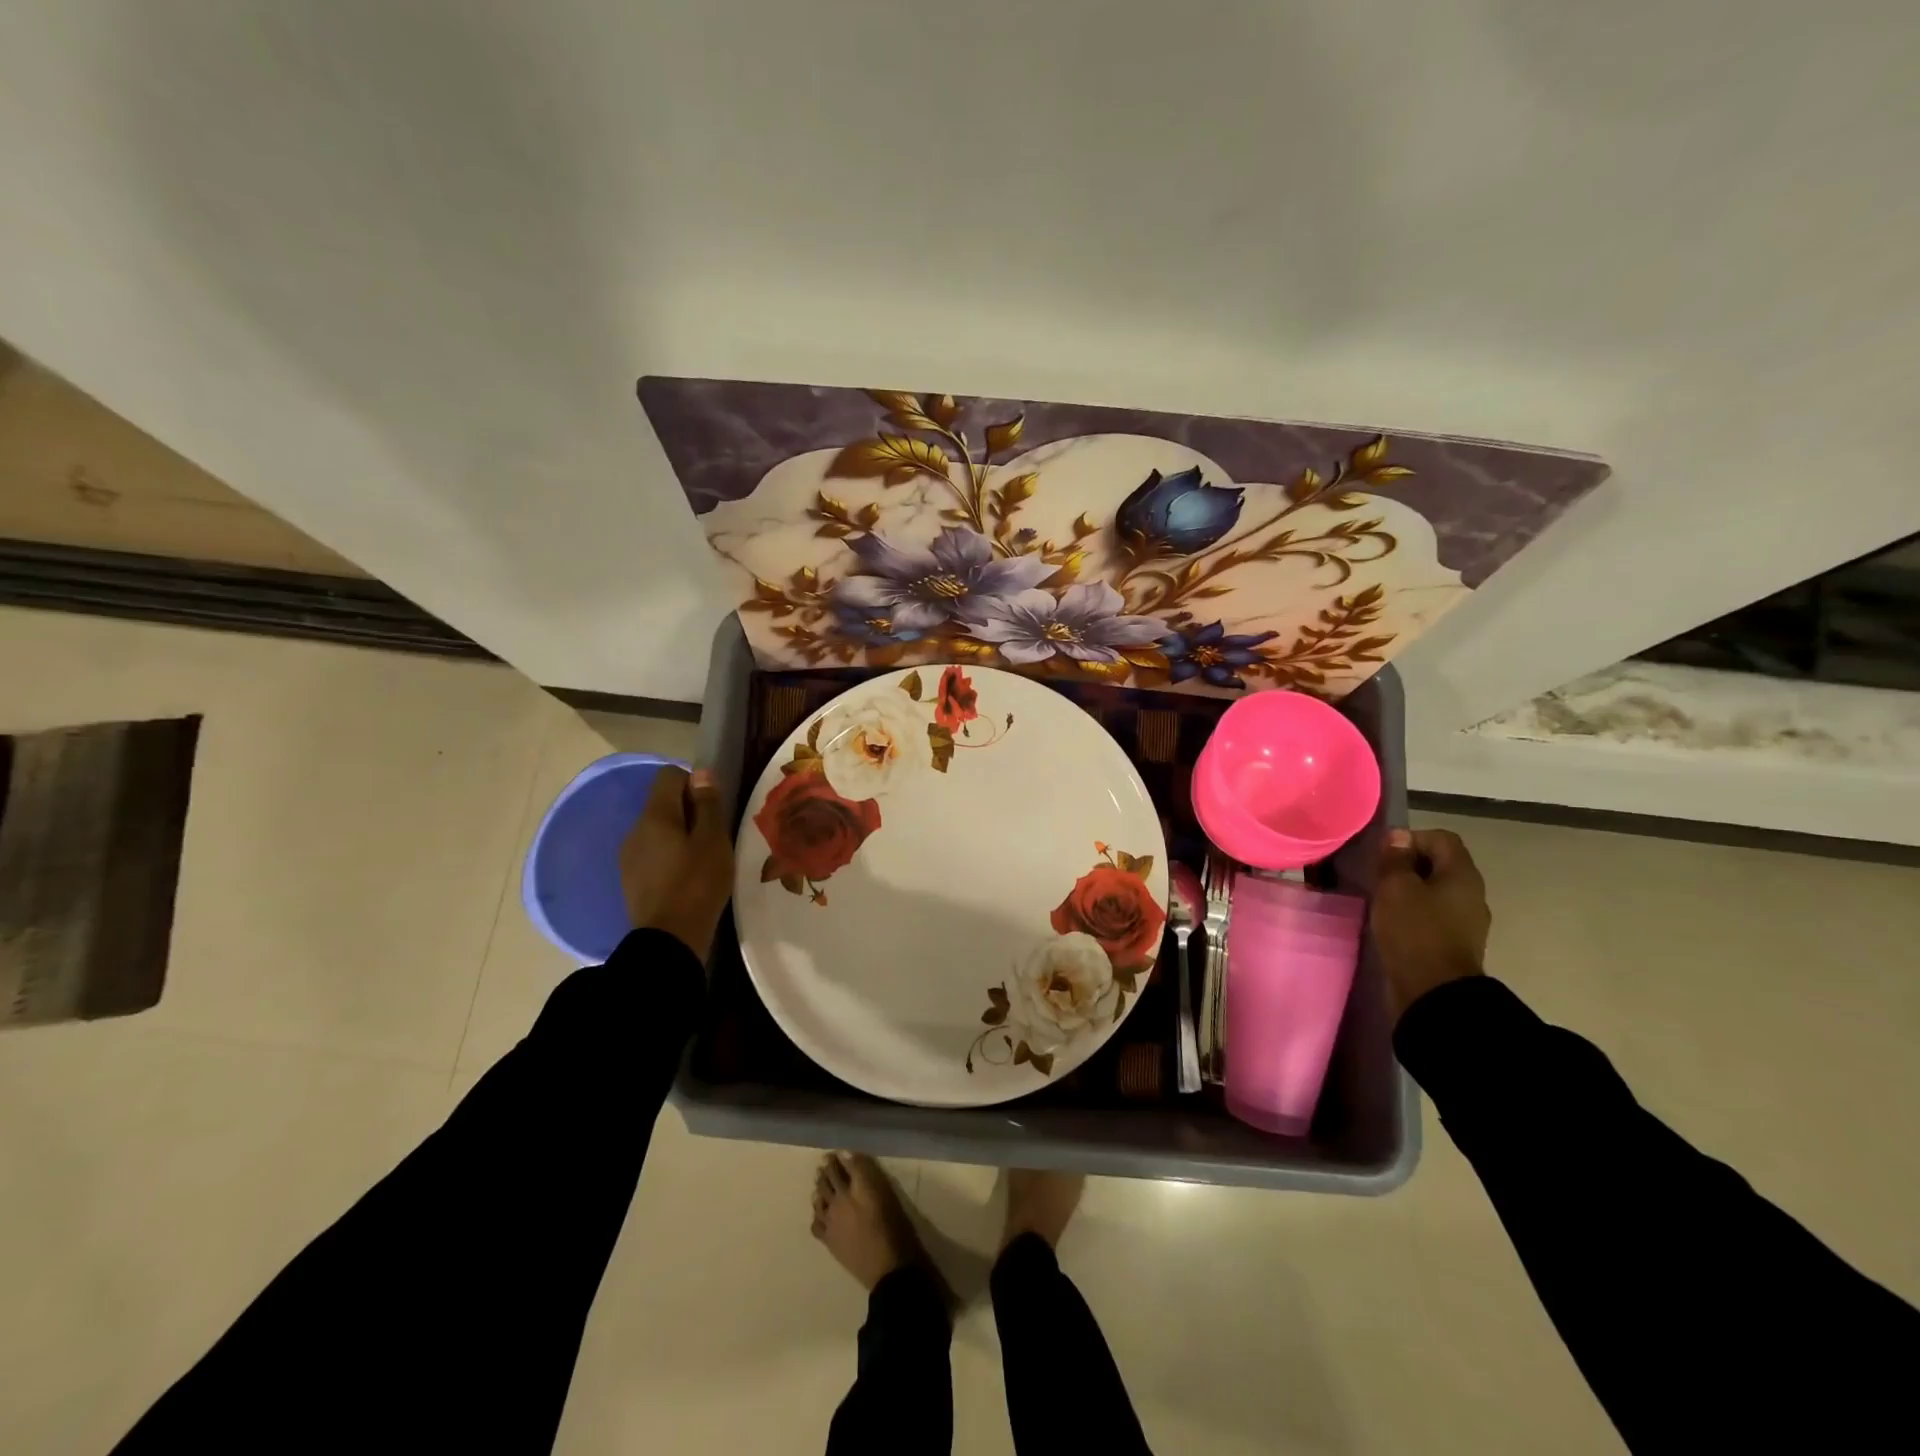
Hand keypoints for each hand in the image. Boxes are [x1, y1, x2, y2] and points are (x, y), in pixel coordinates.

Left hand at [619, 766, 733, 959]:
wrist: (668, 940)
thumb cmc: (697, 884)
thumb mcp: (714, 841)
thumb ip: (707, 804)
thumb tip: (701, 772)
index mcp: (655, 815)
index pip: (669, 775)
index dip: (694, 783)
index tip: (713, 808)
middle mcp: (635, 829)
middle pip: (663, 802)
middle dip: (689, 811)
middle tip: (714, 837)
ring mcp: (629, 855)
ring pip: (658, 829)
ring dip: (679, 835)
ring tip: (702, 860)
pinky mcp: (631, 878)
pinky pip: (652, 852)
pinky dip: (669, 855)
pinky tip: (686, 877)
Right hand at [1370, 827, 1489, 1021]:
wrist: (1433, 993)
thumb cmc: (1414, 932)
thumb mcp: (1395, 888)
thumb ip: (1395, 859)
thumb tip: (1399, 837)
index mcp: (1463, 875)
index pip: (1441, 838)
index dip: (1411, 838)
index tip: (1384, 855)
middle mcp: (1470, 894)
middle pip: (1439, 864)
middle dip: (1407, 865)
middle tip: (1378, 877)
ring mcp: (1465, 921)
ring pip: (1434, 891)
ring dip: (1408, 891)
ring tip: (1381, 900)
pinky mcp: (1453, 943)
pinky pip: (1432, 915)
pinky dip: (1412, 913)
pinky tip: (1391, 923)